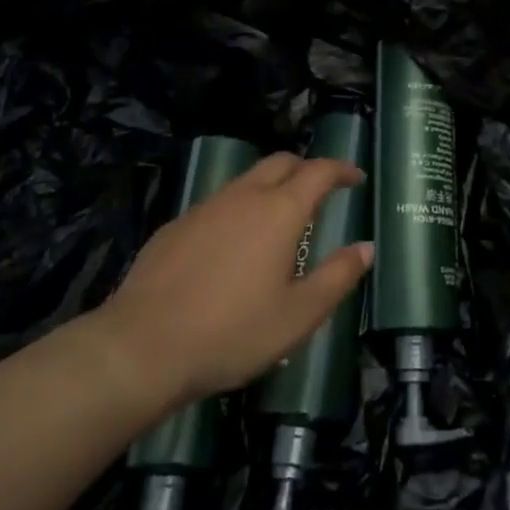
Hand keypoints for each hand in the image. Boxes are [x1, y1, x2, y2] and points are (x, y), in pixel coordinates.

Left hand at [89, 153, 373, 409]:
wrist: (143, 346)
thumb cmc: (232, 332)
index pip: (318, 171)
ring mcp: (206, 207)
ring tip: (279, 218)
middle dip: (305, 168)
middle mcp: (243, 196)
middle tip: (321, 191)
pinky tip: (233, 245)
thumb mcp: (298, 315)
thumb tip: (366, 247)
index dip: (341, 169)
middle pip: (281, 162)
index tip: (355, 177)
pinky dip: (239, 209)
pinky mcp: (177, 225)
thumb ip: (337, 277)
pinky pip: (219, 203)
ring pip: (247, 180)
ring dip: (271, 187)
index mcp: (279, 211)